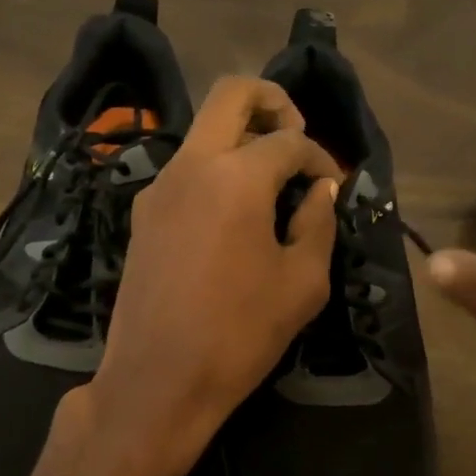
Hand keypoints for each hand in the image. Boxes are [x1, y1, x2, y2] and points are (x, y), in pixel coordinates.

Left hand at [81, 76, 342, 475]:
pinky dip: (216, 171)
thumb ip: (318, 224)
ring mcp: (158, 187)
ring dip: (240, 139)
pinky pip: (185, 170)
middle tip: (297, 137)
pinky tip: (234, 215)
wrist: (157, 381)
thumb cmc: (239, 335)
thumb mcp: (302, 283)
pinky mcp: (142, 215)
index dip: (321, 156)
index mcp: (235, 177)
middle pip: (231, 94)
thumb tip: (320, 191)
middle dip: (272, 102)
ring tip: (271, 183)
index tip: (332, 185)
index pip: (289, 141)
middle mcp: (190, 166)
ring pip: (203, 132)